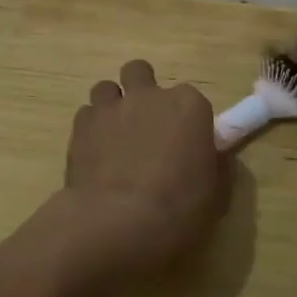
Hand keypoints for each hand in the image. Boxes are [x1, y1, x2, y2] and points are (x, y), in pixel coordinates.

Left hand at [61, 60, 224, 277]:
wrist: (118, 222)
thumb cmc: (178, 209)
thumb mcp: (215, 193)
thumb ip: (215, 165)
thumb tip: (211, 156)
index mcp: (189, 106)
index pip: (192, 99)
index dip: (187, 120)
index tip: (186, 144)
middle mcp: (149, 96)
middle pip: (140, 73)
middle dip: (142, 91)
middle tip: (145, 126)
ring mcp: (111, 107)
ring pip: (107, 88)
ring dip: (112, 106)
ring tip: (115, 137)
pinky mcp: (81, 126)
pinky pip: (86, 115)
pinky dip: (91, 129)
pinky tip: (95, 154)